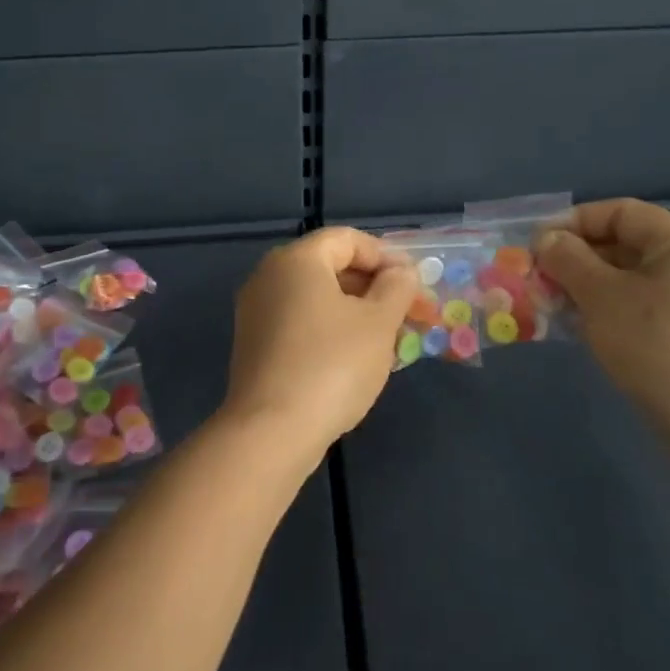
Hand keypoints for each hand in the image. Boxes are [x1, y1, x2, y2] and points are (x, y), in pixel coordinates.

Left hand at [222, 228, 419, 457]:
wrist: (271, 431)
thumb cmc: (331, 365)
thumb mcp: (378, 322)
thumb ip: (397, 287)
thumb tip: (401, 272)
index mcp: (295, 260)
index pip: (347, 239)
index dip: (386, 256)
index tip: (415, 285)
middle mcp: (268, 277)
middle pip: (330, 267)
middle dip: (375, 287)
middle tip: (409, 314)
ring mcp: (256, 312)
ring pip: (317, 299)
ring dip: (357, 311)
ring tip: (391, 340)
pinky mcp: (255, 345)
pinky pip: (301, 323)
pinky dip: (331, 331)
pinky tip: (357, 359)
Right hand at [537, 198, 669, 424]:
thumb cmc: (656, 345)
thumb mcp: (601, 295)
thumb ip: (569, 259)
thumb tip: (548, 239)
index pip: (621, 212)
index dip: (574, 221)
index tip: (537, 244)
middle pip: (626, 244)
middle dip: (577, 258)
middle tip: (539, 277)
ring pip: (631, 279)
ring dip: (587, 286)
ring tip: (552, 303)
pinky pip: (643, 306)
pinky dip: (609, 308)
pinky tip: (581, 328)